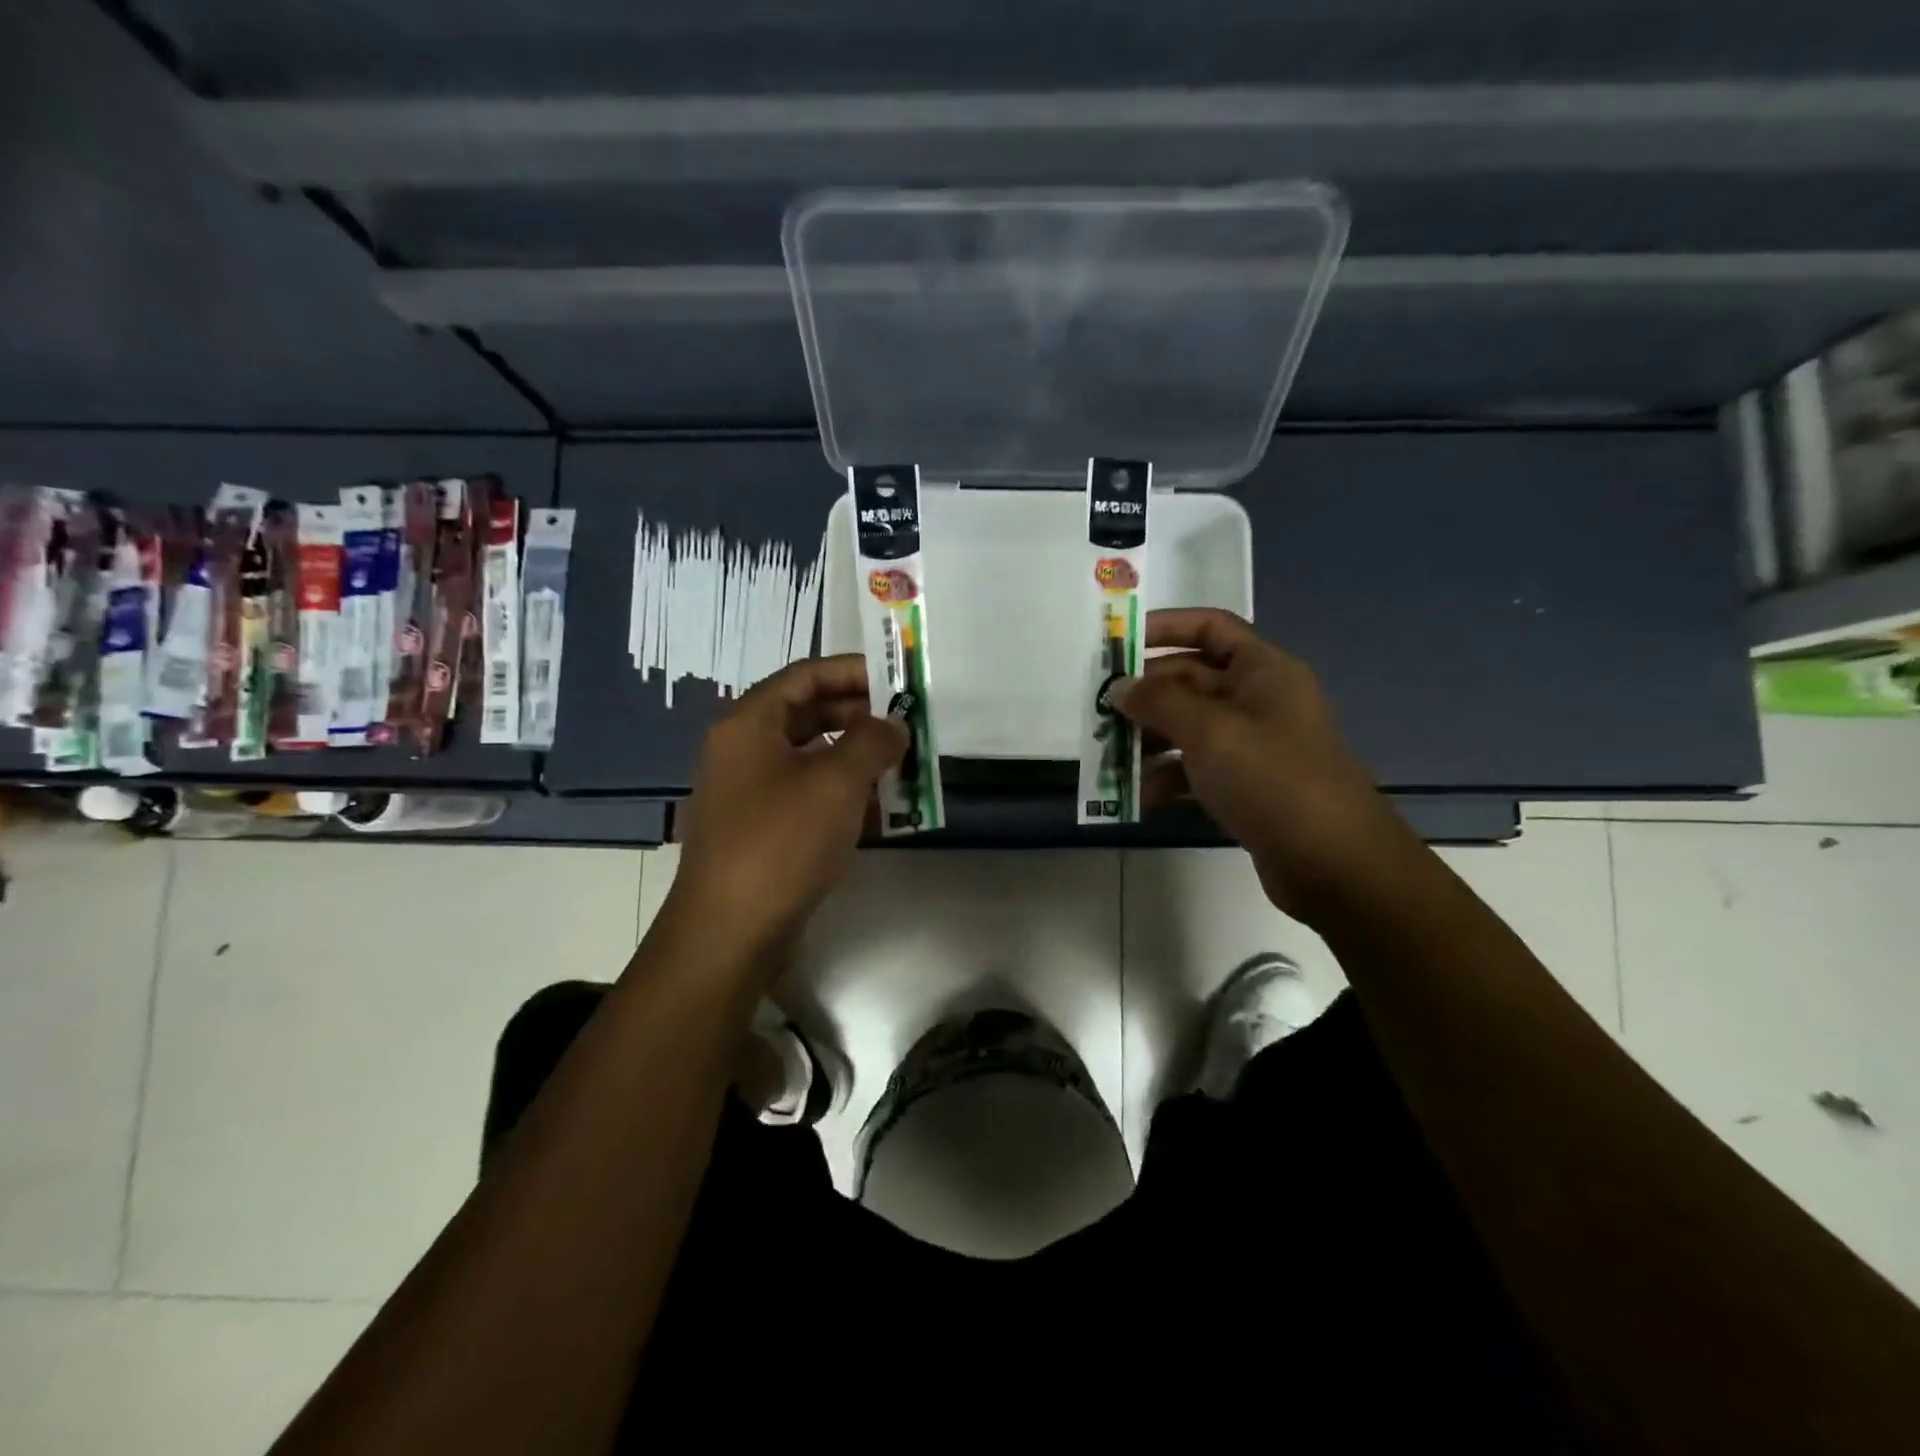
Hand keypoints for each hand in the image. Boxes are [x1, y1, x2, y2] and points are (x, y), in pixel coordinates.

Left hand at [667, 655, 905, 968]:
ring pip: (811, 758)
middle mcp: (743, 751)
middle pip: (807, 714)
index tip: (898, 678)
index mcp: (749, 724)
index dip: (852, 670)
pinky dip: (842, 795)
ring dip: (856, 758)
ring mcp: (750, 793)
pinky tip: (881, 811)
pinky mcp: (762, 831)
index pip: (805, 675)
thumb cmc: (781, 842)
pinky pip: (807, 796)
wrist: (730, 933)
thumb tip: (893, 724)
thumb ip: (872, 740)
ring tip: (902, 765)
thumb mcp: (836, 782)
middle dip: (860, 716)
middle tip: (906, 725)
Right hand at [1111, 608, 1420, 922]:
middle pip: (1192, 680)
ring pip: (1190, 728)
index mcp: (1263, 671)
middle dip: (1146, 695)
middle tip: (1099, 710)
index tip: (1119, 643)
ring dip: (1150, 740)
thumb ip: (1158, 702)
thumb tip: (1120, 686)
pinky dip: (1169, 777)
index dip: (1166, 627)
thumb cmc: (1272, 779)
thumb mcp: (1209, 731)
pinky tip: (1141, 797)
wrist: (1334, 863)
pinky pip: (1197, 768)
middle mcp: (1259, 700)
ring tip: (1111, 758)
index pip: (1211, 628)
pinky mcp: (1247, 786)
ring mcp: (1254, 745)